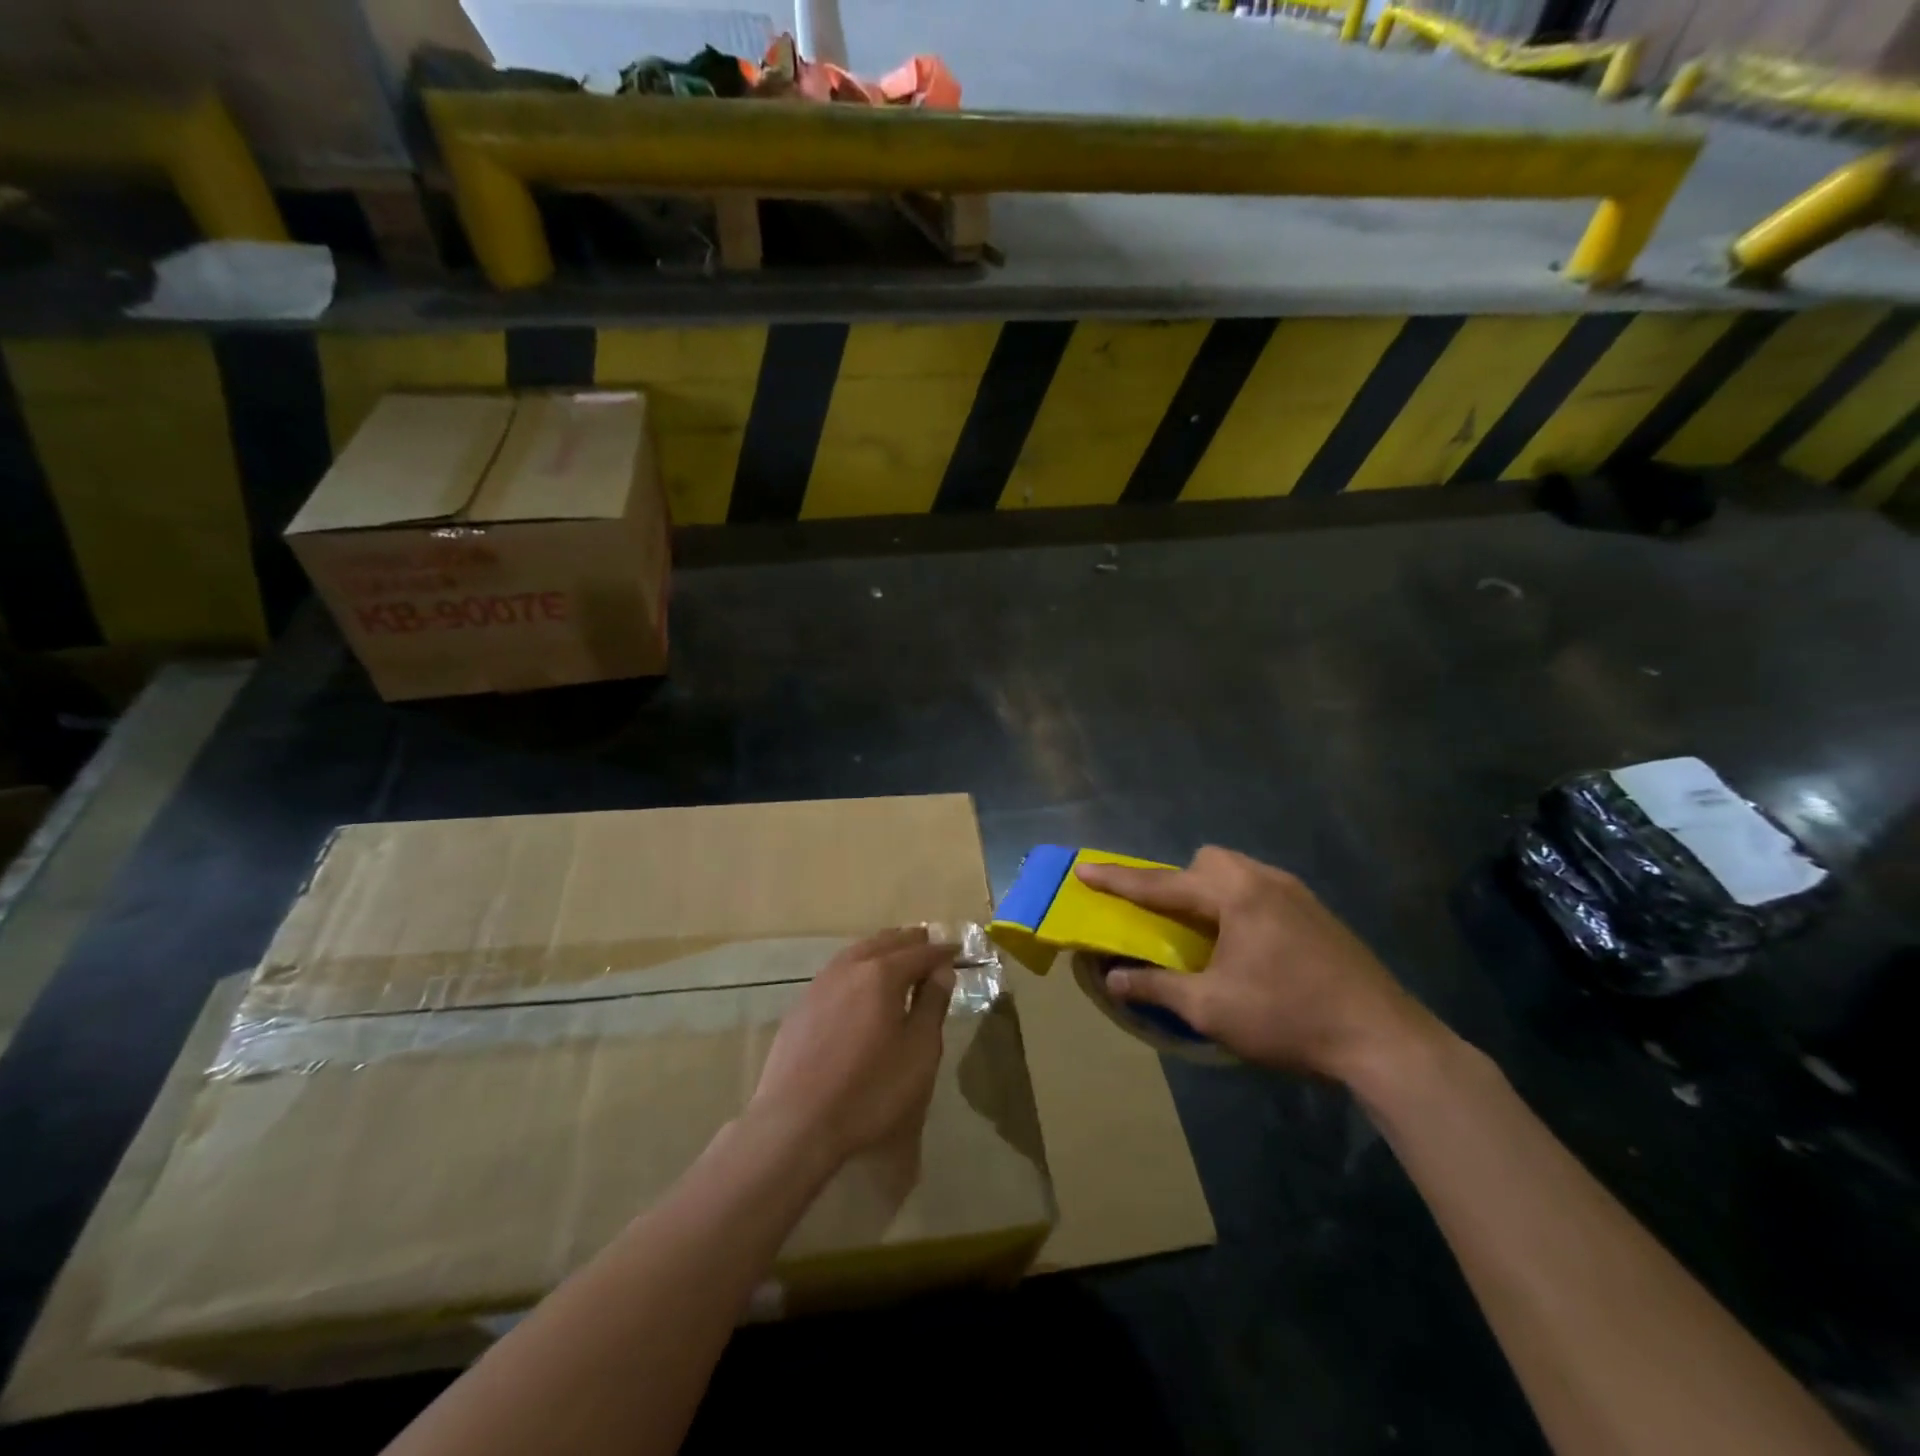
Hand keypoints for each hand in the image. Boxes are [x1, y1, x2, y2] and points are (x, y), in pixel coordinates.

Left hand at [747, 927, 956, 1165]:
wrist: (796, 1123)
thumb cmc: (870, 1090)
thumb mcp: (918, 1052)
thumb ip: (932, 1005)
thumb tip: (942, 970)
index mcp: (882, 974)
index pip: (920, 952)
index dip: (941, 952)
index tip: (957, 951)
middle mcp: (850, 967)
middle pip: (886, 942)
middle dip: (911, 942)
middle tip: (930, 946)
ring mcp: (820, 984)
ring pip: (858, 951)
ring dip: (882, 949)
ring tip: (898, 957)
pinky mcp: (802, 1005)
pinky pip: (838, 971)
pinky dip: (858, 966)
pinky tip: (860, 984)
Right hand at [1076, 848, 1438, 1081]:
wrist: (1384, 1039)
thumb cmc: (1288, 1018)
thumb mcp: (1212, 1009)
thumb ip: (1157, 987)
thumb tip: (1113, 978)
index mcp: (1234, 895)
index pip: (1162, 884)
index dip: (1119, 880)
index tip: (1084, 869)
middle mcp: (1264, 879)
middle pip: (1207, 862)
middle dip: (1179, 881)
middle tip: (1170, 920)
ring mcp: (1297, 893)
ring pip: (1238, 872)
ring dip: (1211, 892)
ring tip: (1208, 934)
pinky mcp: (1317, 912)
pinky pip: (1262, 889)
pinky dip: (1239, 905)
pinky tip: (1249, 946)